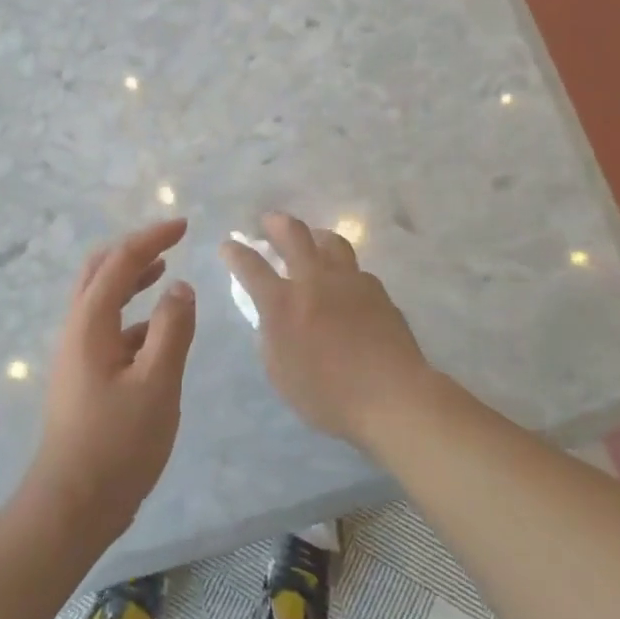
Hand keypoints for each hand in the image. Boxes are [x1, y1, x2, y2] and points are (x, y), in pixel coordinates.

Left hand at [24, 219, 196, 539]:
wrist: (73, 503)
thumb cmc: (118, 442)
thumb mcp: (157, 383)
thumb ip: (172, 329)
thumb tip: (180, 286)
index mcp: (91, 322)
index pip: (120, 261)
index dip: (152, 238)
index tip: (183, 226)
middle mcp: (77, 328)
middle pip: (99, 271)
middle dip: (134, 250)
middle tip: (169, 243)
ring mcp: (76, 353)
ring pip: (101, 299)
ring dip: (130, 279)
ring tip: (164, 273)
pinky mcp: (83, 376)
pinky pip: (107, 328)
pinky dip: (132, 315)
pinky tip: (158, 333)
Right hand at [221, 213, 434, 447]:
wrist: (391, 397)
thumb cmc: (327, 395)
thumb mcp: (279, 372)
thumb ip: (270, 336)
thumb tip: (271, 317)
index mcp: (283, 303)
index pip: (251, 266)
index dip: (235, 253)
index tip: (228, 245)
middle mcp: (314, 281)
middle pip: (293, 235)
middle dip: (276, 223)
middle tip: (269, 222)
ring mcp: (350, 281)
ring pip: (331, 241)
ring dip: (315, 236)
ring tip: (311, 240)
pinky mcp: (377, 291)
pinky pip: (356, 270)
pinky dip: (343, 270)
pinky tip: (345, 284)